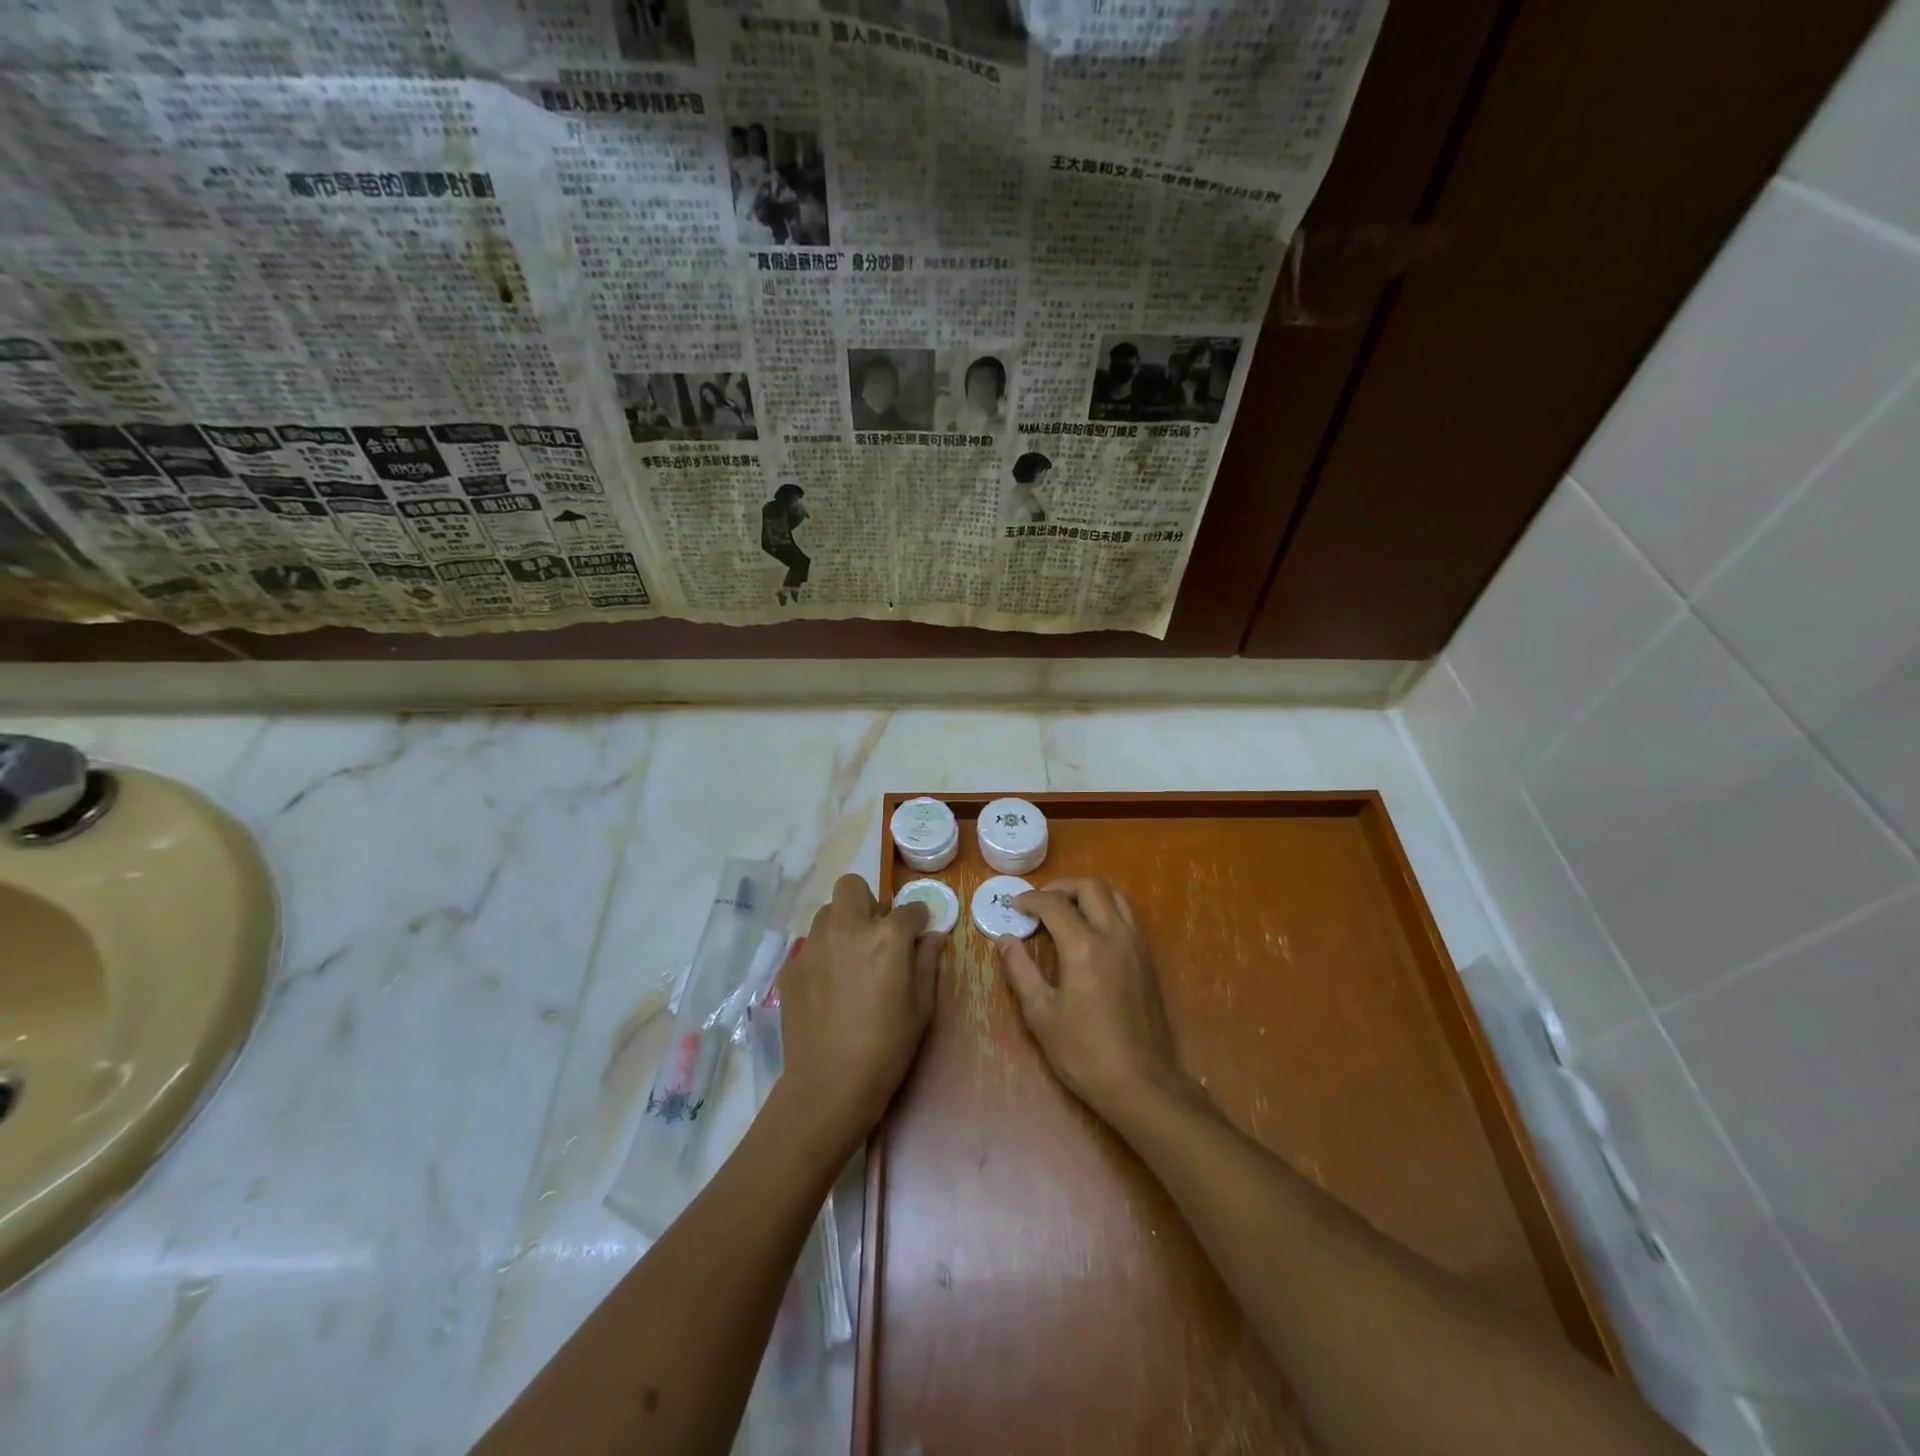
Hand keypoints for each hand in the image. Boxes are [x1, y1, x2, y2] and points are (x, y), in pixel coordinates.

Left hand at [777, 874, 944, 1141]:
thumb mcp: (922, 1006)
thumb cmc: (887, 1046)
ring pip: (827, 913)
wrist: (829, 1084)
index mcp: (886, 936)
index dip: (917, 919)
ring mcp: (813, 946)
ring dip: (842, 925)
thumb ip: (928, 962)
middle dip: (867, 902)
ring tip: (850, 959)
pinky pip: (810, 946)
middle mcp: (847, 928)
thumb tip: (933, 936)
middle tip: (876, 934)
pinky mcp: (791, 967)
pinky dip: (823, 954)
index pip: (908, 908)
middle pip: (852, 886)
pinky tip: (829, 986)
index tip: (918, 933)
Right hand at [998, 878, 1190, 1119]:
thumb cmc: (1083, 1052)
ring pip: (1114, 897)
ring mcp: (1136, 945)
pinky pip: (1127, 916)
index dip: (1031, 900)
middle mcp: (1113, 935)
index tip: (1015, 906)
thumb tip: (1005, 940)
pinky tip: (1090, 930)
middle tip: (1040, 901)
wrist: (1140, 1082)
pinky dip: (1106, 909)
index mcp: (1084, 946)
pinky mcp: (1148, 959)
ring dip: (1087, 894)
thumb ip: (1021, 970)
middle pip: (1090, 888)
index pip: (1054, 904)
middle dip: (1061, 887)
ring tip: (1065, 909)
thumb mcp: (1041, 1014)